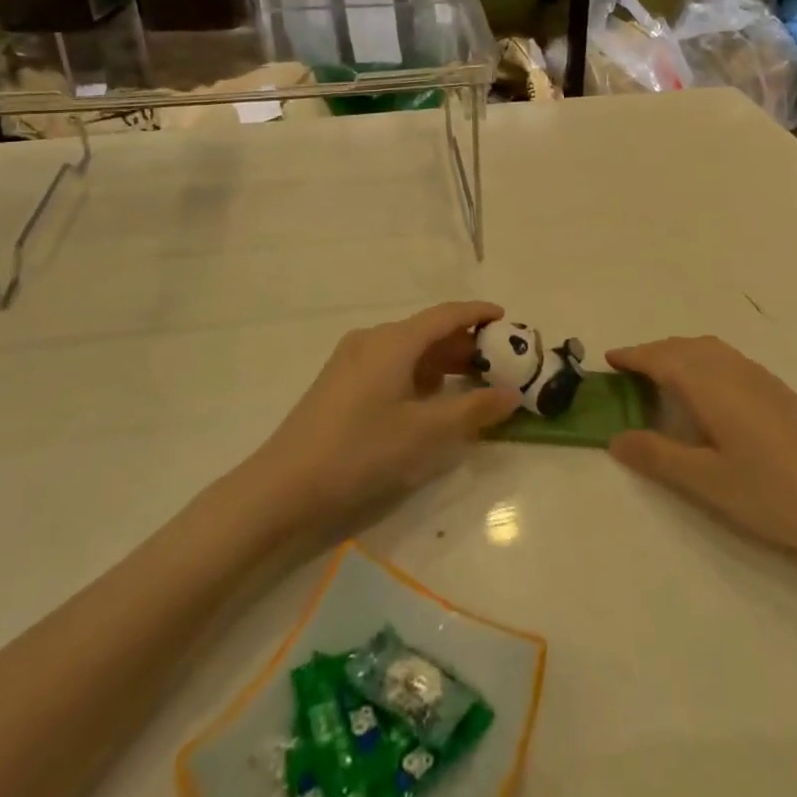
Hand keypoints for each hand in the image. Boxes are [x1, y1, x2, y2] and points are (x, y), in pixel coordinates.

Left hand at [249, 302, 520, 534]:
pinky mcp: (340, 379)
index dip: (477, 313)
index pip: (446, 315)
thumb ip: (473, 410)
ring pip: (407, 347)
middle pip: (426, 330)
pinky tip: (426, 399)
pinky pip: (389, 361)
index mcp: (394, 341)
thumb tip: (512, 394)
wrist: (284, 483)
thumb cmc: (360, 451)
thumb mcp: (424, 433)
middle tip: (495, 361)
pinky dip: (416, 371)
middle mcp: (372, 338)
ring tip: (467, 382)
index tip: (505, 319)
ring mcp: (351, 358)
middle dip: (462, 343)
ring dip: (439, 360)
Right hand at [607, 335, 796, 554]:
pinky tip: (708, 391)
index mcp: (710, 384)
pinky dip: (702, 360)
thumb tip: (616, 438)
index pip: (662, 358)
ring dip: (679, 353)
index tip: (609, 359)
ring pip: (708, 349)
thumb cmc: (774, 490)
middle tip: (629, 372)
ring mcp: (759, 377)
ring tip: (663, 377)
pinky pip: (727, 358)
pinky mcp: (778, 390)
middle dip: (653, 352)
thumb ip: (659, 456)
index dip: (634, 356)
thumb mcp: (708, 480)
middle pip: (684, 347)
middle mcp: (733, 369)